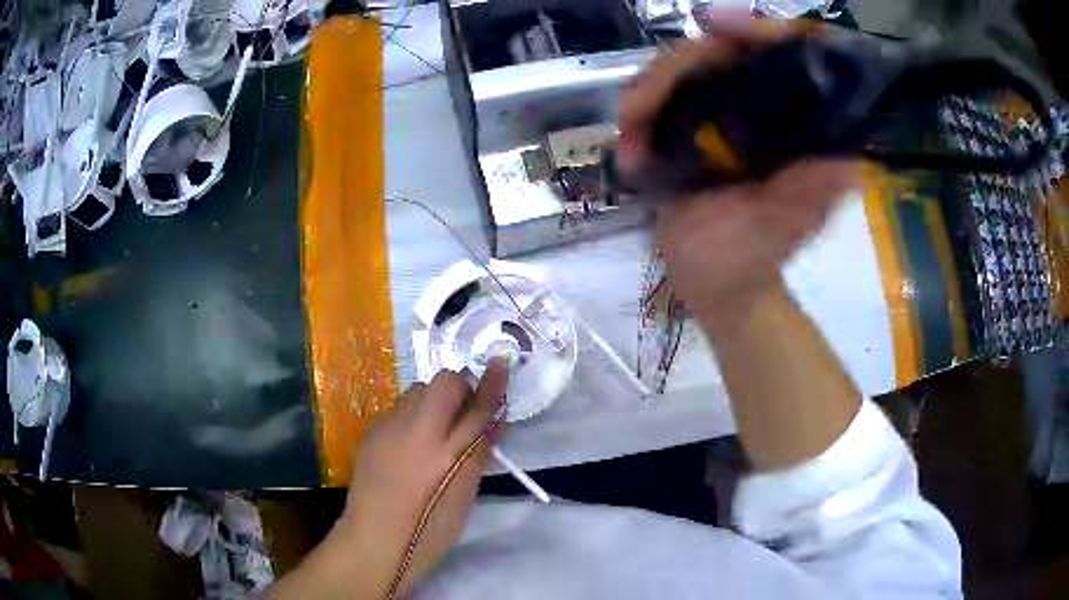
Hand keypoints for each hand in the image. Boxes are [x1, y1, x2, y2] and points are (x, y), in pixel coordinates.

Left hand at [336, 363, 507, 596]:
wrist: (372, 538)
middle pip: (443, 383)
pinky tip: (411, 444)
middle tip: (463, 416)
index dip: (491, 384)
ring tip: (435, 432)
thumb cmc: (427, 532)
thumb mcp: (463, 498)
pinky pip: (399, 408)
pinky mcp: (372, 431)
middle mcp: (415, 432)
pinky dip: (413, 415)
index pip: (476, 408)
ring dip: (434, 401)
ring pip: (418, 391)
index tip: (501, 362)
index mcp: (445, 455)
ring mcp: (388, 428)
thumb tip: (493, 422)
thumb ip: (478, 455)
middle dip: (459, 389)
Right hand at [617, 19, 860, 317]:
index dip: (758, 29)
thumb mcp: (786, 227)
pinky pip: (655, 102)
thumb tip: (852, 157)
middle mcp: (758, 109)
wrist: (714, 284)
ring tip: (630, 133)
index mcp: (792, 125)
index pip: (784, 54)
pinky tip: (630, 152)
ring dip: (646, 94)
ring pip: (679, 71)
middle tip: (642, 106)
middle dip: (677, 67)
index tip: (718, 26)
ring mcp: (720, 117)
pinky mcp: (688, 130)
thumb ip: (813, 192)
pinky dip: (635, 119)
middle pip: (719, 51)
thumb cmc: (752, 259)